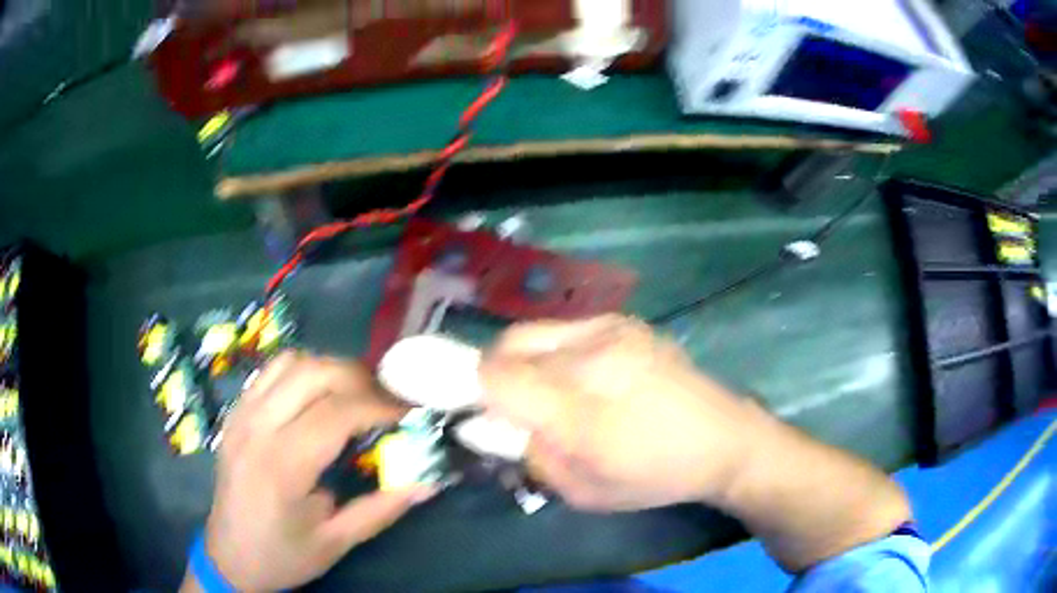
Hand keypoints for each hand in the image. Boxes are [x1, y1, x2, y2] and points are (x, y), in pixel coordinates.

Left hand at [185, 353, 432, 591]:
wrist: (229, 557)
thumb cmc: (283, 555)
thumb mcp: (337, 541)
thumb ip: (383, 507)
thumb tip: (428, 481)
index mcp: (282, 465)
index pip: (338, 412)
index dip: (381, 407)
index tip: (410, 414)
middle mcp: (256, 427)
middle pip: (315, 373)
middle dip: (361, 379)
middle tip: (387, 403)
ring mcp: (241, 414)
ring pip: (292, 362)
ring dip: (331, 370)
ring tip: (356, 396)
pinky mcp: (235, 413)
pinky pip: (272, 372)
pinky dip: (303, 373)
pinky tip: (317, 398)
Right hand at [481, 316, 910, 572]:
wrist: (725, 440)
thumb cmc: (656, 476)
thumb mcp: (582, 490)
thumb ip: (528, 454)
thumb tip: (487, 424)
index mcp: (581, 408)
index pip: (495, 375)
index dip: (468, 388)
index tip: (470, 408)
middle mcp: (592, 354)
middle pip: (508, 345)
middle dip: (496, 374)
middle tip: (511, 405)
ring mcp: (612, 329)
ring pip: (535, 333)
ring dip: (525, 361)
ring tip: (551, 392)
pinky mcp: (627, 322)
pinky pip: (566, 330)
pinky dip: (554, 352)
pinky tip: (582, 377)